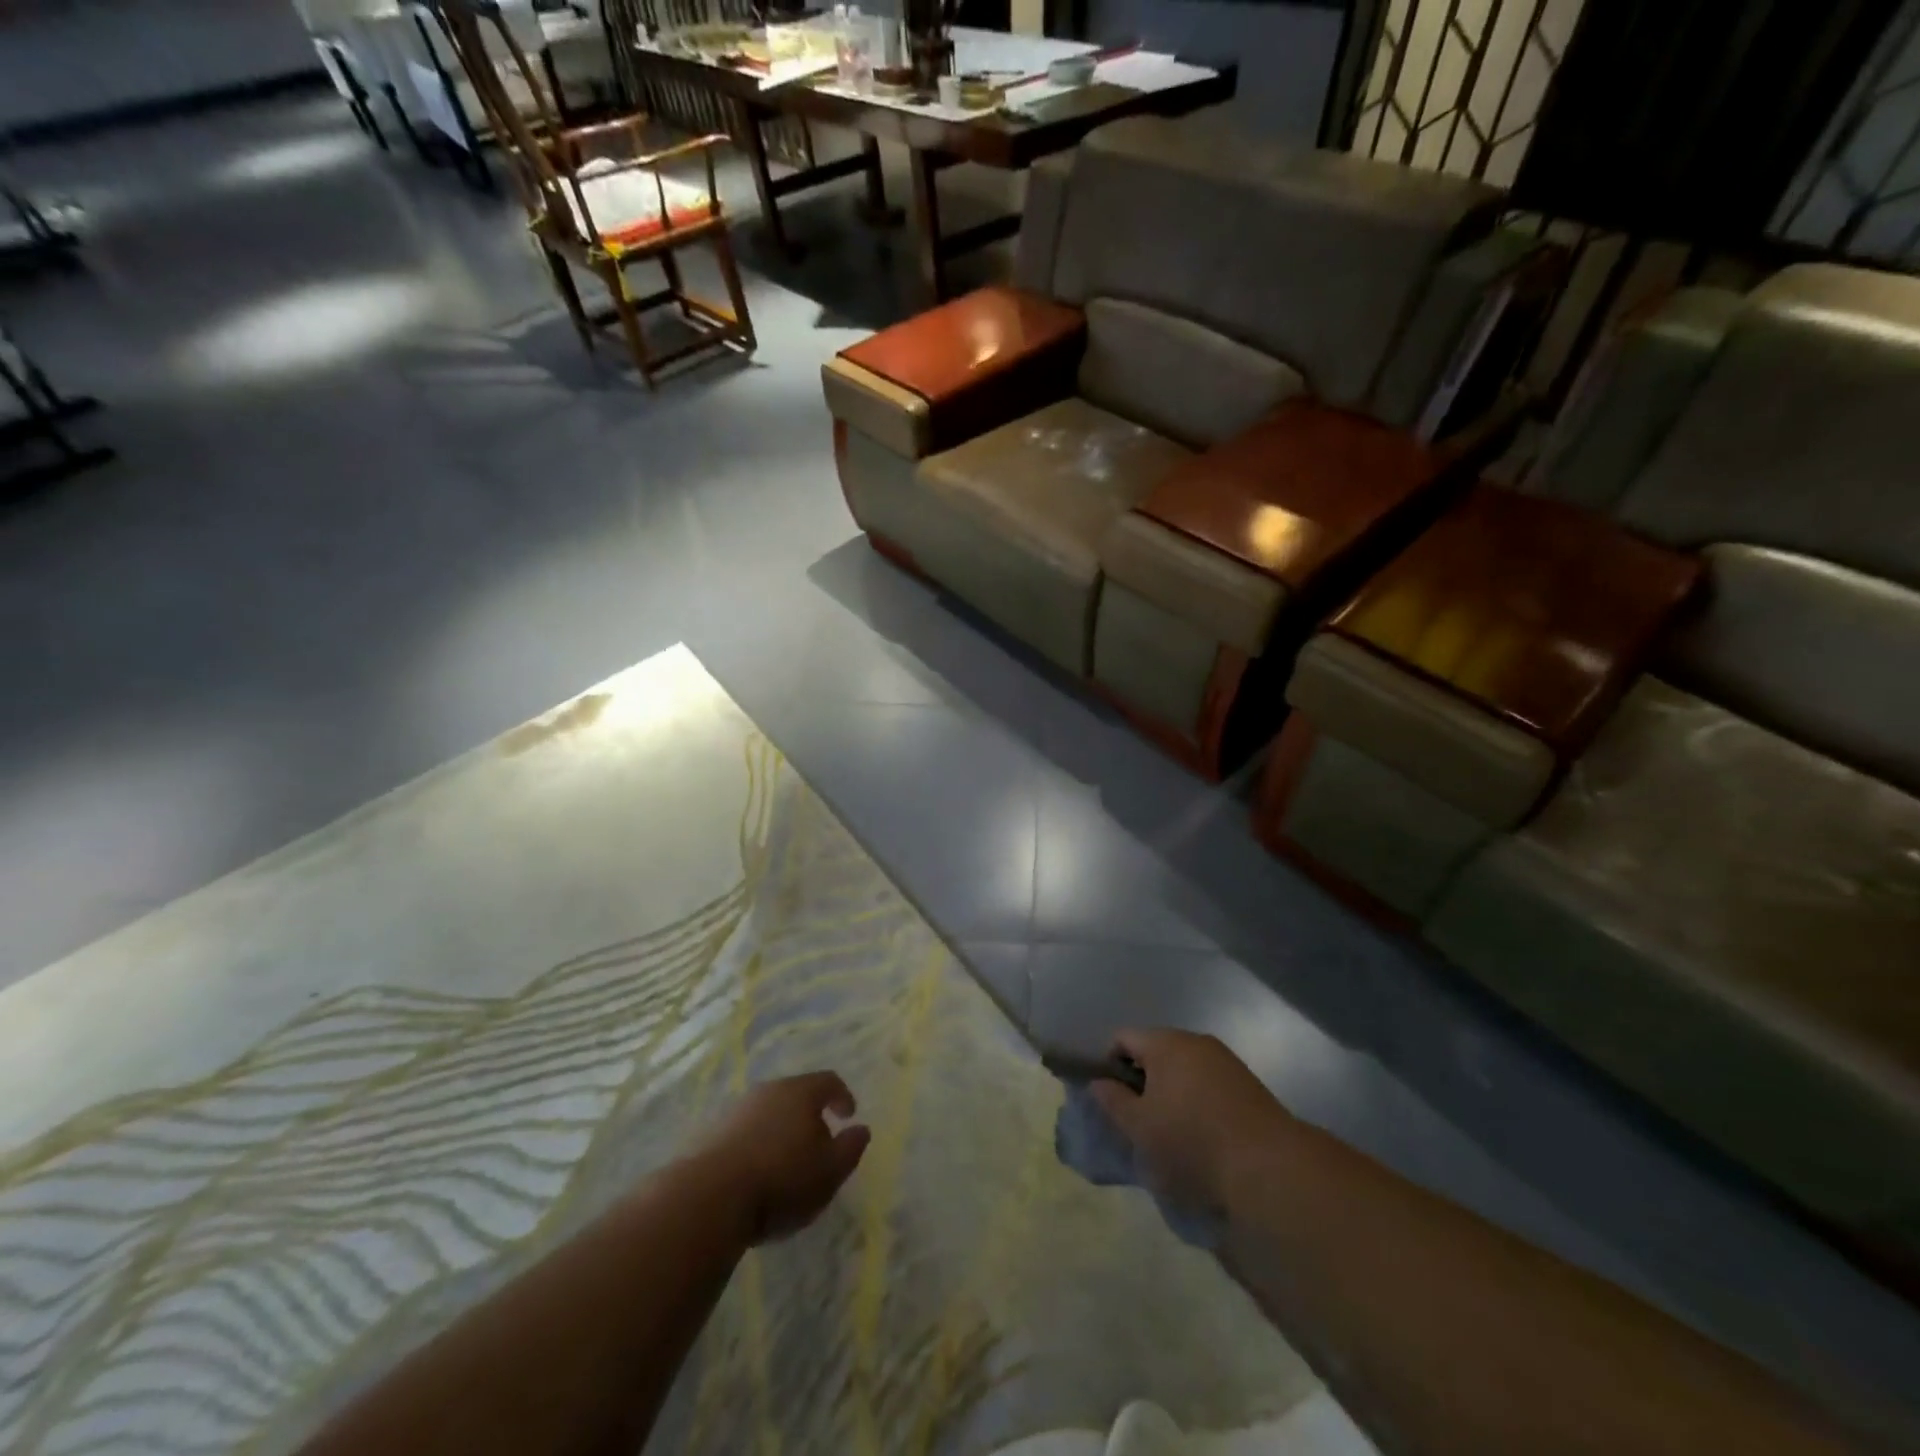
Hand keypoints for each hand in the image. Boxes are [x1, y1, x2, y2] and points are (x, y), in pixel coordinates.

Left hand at [692, 1072, 871, 1244]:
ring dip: (781, 1132)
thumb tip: (861, 1129)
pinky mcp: (711, 1133)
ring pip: (768, 1113)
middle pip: (796, 1095)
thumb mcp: (830, 1171)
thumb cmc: (781, 1180)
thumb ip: (851, 1148)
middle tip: (818, 1146)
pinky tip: (756, 1174)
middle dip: (810, 1117)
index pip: (828, 1081)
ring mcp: (736, 1110)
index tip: (848, 1115)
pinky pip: (745, 1132)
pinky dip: (757, 1146)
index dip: (842, 1096)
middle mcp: (768, 1091)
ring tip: (786, 1165)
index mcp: (800, 1092)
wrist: (709, 1197)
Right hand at [1090, 1029, 1287, 1212]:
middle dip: (1143, 1080)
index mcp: (1165, 1042)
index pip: (1123, 1038)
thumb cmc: (1191, 1142)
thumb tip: (1099, 1082)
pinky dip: (1198, 1101)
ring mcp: (1226, 1060)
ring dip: (1172, 1092)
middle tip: (1140, 1120)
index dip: (1109, 1065)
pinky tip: (1203, 1135)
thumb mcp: (1139, 1128)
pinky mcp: (1248, 1084)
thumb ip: (1113, 1101)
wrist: (1269, 1167)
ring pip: (1184, 1068)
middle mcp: (1195, 1041)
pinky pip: (1209, 1083)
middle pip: (1155, 1050)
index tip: (1113, 1100)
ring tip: (1172, 1132)